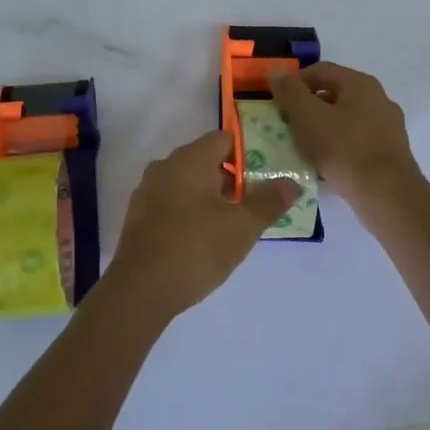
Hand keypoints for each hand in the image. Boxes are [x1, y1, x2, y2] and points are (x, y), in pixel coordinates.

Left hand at [104, 132, 300, 320]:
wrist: (141, 289)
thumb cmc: (196, 248)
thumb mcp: (242, 227)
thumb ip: (269, 202)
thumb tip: (291, 183)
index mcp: (189, 159)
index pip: (222, 139)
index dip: (246, 154)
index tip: (262, 178)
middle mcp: (165, 166)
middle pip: (204, 160)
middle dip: (229, 179)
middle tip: (252, 205)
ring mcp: (147, 191)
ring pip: (186, 183)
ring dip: (208, 197)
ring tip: (230, 225)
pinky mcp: (138, 217)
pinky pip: (170, 203)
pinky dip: (188, 212)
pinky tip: (200, 240)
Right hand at [268, 62, 426, 218]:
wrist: (387, 197)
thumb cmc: (343, 149)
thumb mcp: (307, 116)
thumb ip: (289, 91)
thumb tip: (276, 70)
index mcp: (360, 84)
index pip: (320, 70)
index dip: (294, 83)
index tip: (277, 104)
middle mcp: (379, 99)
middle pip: (334, 94)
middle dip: (307, 108)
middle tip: (287, 126)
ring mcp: (388, 127)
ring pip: (345, 120)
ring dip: (321, 129)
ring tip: (303, 148)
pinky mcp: (390, 154)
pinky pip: (356, 142)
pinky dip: (338, 148)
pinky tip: (325, 165)